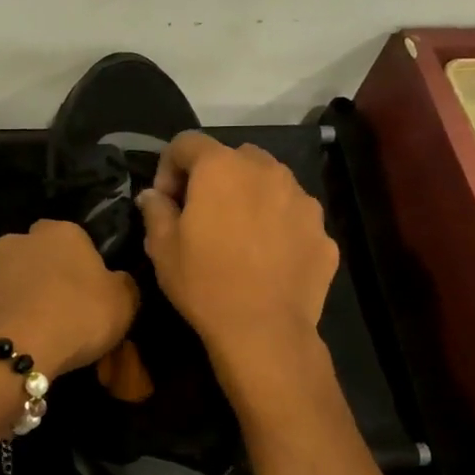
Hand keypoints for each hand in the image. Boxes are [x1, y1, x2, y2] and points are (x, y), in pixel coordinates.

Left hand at [0, 219, 139, 375]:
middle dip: (42, 275)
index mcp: (60, 232)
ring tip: (29, 331)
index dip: (80, 264)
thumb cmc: (76, 318)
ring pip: (7, 279)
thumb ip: (123, 284)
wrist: (12, 351)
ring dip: (16, 296)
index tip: (87, 292)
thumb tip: (116, 280)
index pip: (73, 238)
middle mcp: (17, 240)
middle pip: (34, 255)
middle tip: (57, 310)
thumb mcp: (123, 303)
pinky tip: (6, 342)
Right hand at [140, 132, 338, 373]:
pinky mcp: (322, 231)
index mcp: (221, 168)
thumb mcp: (162, 248)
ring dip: (250, 197)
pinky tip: (267, 260)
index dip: (168, 166)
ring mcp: (302, 200)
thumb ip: (155, 210)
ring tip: (239, 237)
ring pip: (270, 183)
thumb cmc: (205, 283)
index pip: (186, 142)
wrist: (264, 331)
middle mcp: (267, 171)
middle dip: (214, 177)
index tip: (165, 201)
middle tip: (202, 214)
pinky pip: (293, 216)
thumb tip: (152, 195)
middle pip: (234, 156)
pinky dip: (278, 226)